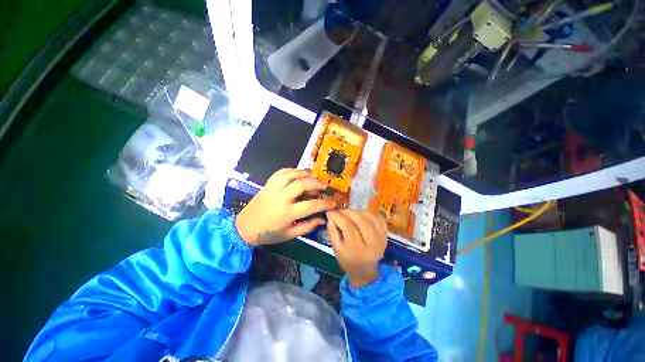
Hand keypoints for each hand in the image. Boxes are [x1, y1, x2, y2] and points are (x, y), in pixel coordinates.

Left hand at [235, 169, 335, 245]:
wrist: (243, 228)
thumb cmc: (268, 234)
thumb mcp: (289, 234)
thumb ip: (307, 226)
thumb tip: (322, 219)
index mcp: (287, 213)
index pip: (311, 205)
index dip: (325, 203)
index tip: (333, 202)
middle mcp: (281, 198)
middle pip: (302, 184)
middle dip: (317, 183)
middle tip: (324, 186)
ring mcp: (273, 189)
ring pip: (292, 174)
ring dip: (305, 173)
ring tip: (314, 176)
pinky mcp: (267, 184)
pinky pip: (281, 172)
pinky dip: (292, 170)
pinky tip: (298, 173)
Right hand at [326, 209, 387, 286]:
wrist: (364, 270)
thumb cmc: (347, 259)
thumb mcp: (336, 248)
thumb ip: (332, 230)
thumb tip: (331, 214)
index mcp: (357, 249)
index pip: (348, 227)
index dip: (338, 217)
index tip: (331, 212)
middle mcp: (372, 243)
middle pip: (361, 220)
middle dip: (348, 212)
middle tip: (340, 211)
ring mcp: (381, 238)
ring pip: (370, 217)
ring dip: (358, 212)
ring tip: (349, 213)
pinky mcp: (385, 234)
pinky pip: (378, 218)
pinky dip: (369, 213)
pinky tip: (361, 215)